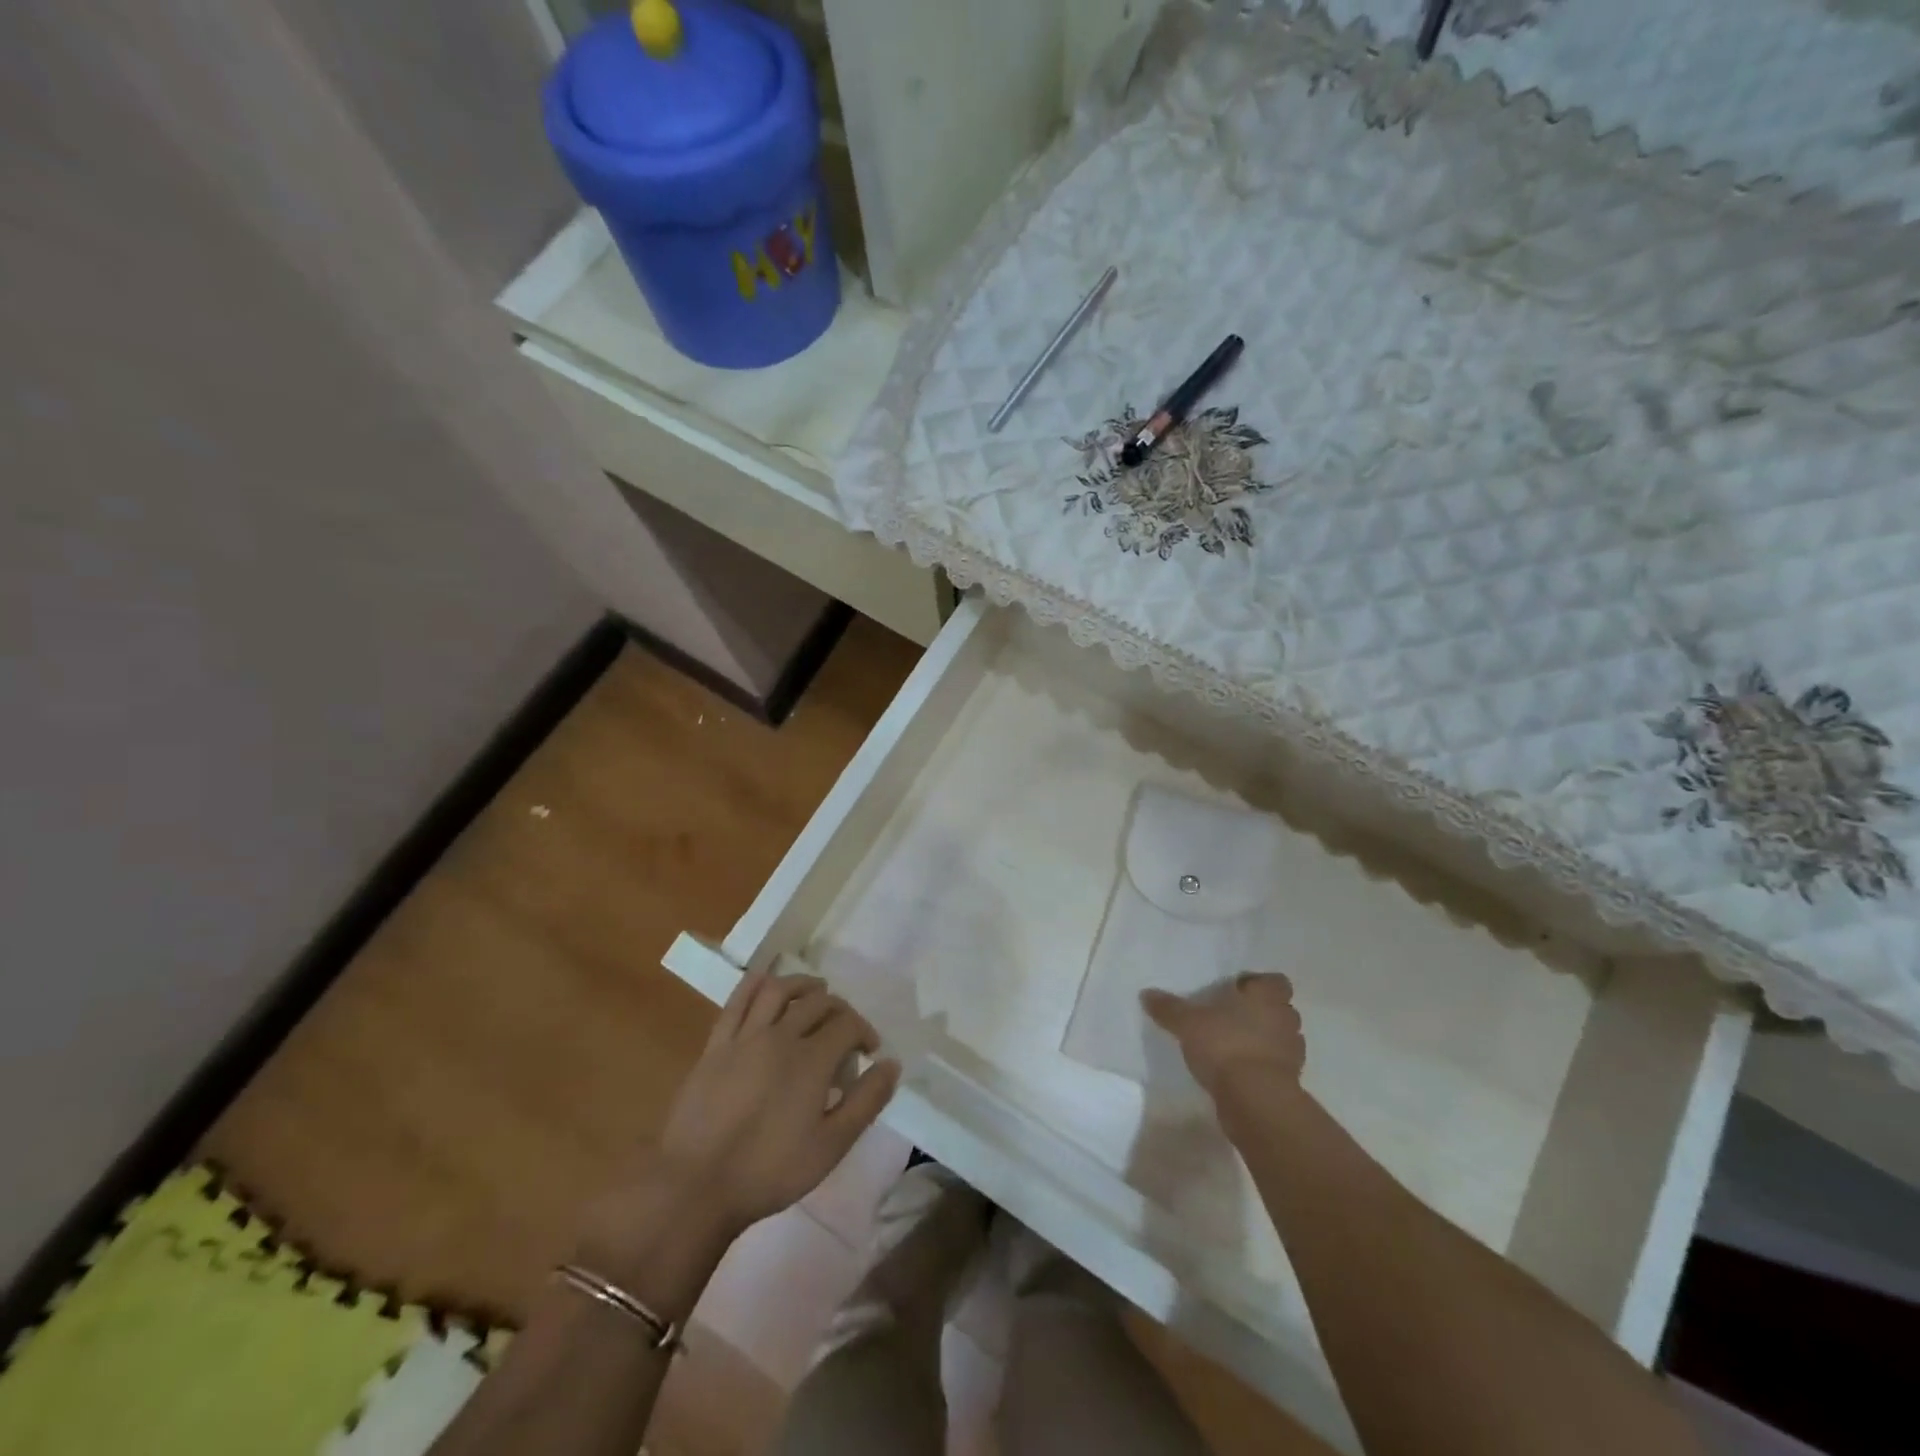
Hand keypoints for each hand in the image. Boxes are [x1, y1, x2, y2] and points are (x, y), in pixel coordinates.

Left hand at [655, 971, 900, 1237]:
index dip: (864, 1032)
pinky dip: (756, 984)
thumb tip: (891, 1064)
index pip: (848, 1024)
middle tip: (845, 1030)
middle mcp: (781, 1036)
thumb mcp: (831, 1146)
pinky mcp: (716, 1045)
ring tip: (814, 992)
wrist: (696, 1186)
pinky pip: (737, 1001)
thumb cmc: (769, 1171)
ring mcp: (745, 1037)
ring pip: (779, 990)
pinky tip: (766, 983)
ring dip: (802, 985)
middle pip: (818, 1003)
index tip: (868, 1052)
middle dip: (839, 1010)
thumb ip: (866, 1101)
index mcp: (812, 1059)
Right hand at [1141, 971, 1304, 1104]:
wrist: (1255, 1100)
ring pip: (1279, 1038)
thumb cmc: (1225, 1045)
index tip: (1235, 991)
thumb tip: (1146, 993)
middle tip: (1230, 1017)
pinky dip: (1261, 1066)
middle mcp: (1285, 1020)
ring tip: (1233, 1045)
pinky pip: (1275, 1066)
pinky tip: (1238, 1071)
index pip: (1275, 981)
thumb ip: (1169, 1008)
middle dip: (1259, 1012)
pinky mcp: (1289, 1082)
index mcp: (1267, 996)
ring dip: (1262, 1040)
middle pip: (1279, 1009)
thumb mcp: (1187, 1023)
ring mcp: (1292, 1053)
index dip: (1258, 984)